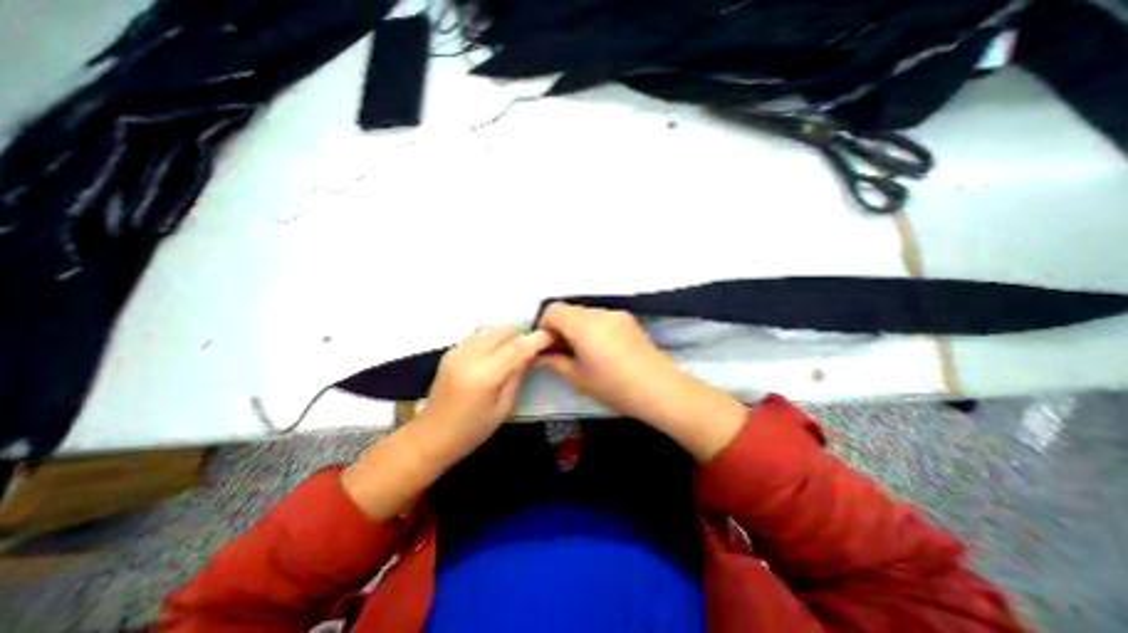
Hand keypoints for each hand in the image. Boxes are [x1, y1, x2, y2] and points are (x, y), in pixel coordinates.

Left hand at [344, 327, 554, 517]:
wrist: (430, 436)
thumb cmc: (472, 430)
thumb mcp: (504, 407)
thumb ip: (517, 375)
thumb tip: (530, 353)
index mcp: (484, 375)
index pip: (517, 347)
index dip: (536, 339)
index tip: (551, 335)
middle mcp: (469, 356)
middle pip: (503, 331)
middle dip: (521, 335)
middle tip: (532, 348)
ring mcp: (457, 351)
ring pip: (491, 329)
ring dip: (507, 336)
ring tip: (514, 352)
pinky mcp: (450, 351)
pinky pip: (479, 336)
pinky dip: (492, 339)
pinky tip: (495, 355)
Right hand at [536, 305, 746, 461]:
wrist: (659, 389)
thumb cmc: (613, 386)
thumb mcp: (577, 378)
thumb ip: (554, 362)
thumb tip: (540, 355)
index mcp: (582, 324)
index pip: (553, 309)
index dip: (544, 326)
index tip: (548, 347)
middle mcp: (599, 313)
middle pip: (570, 310)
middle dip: (561, 328)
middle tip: (563, 353)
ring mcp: (617, 315)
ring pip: (586, 314)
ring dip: (578, 328)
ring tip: (585, 354)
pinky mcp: (629, 321)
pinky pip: (602, 319)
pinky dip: (594, 329)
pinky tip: (603, 351)